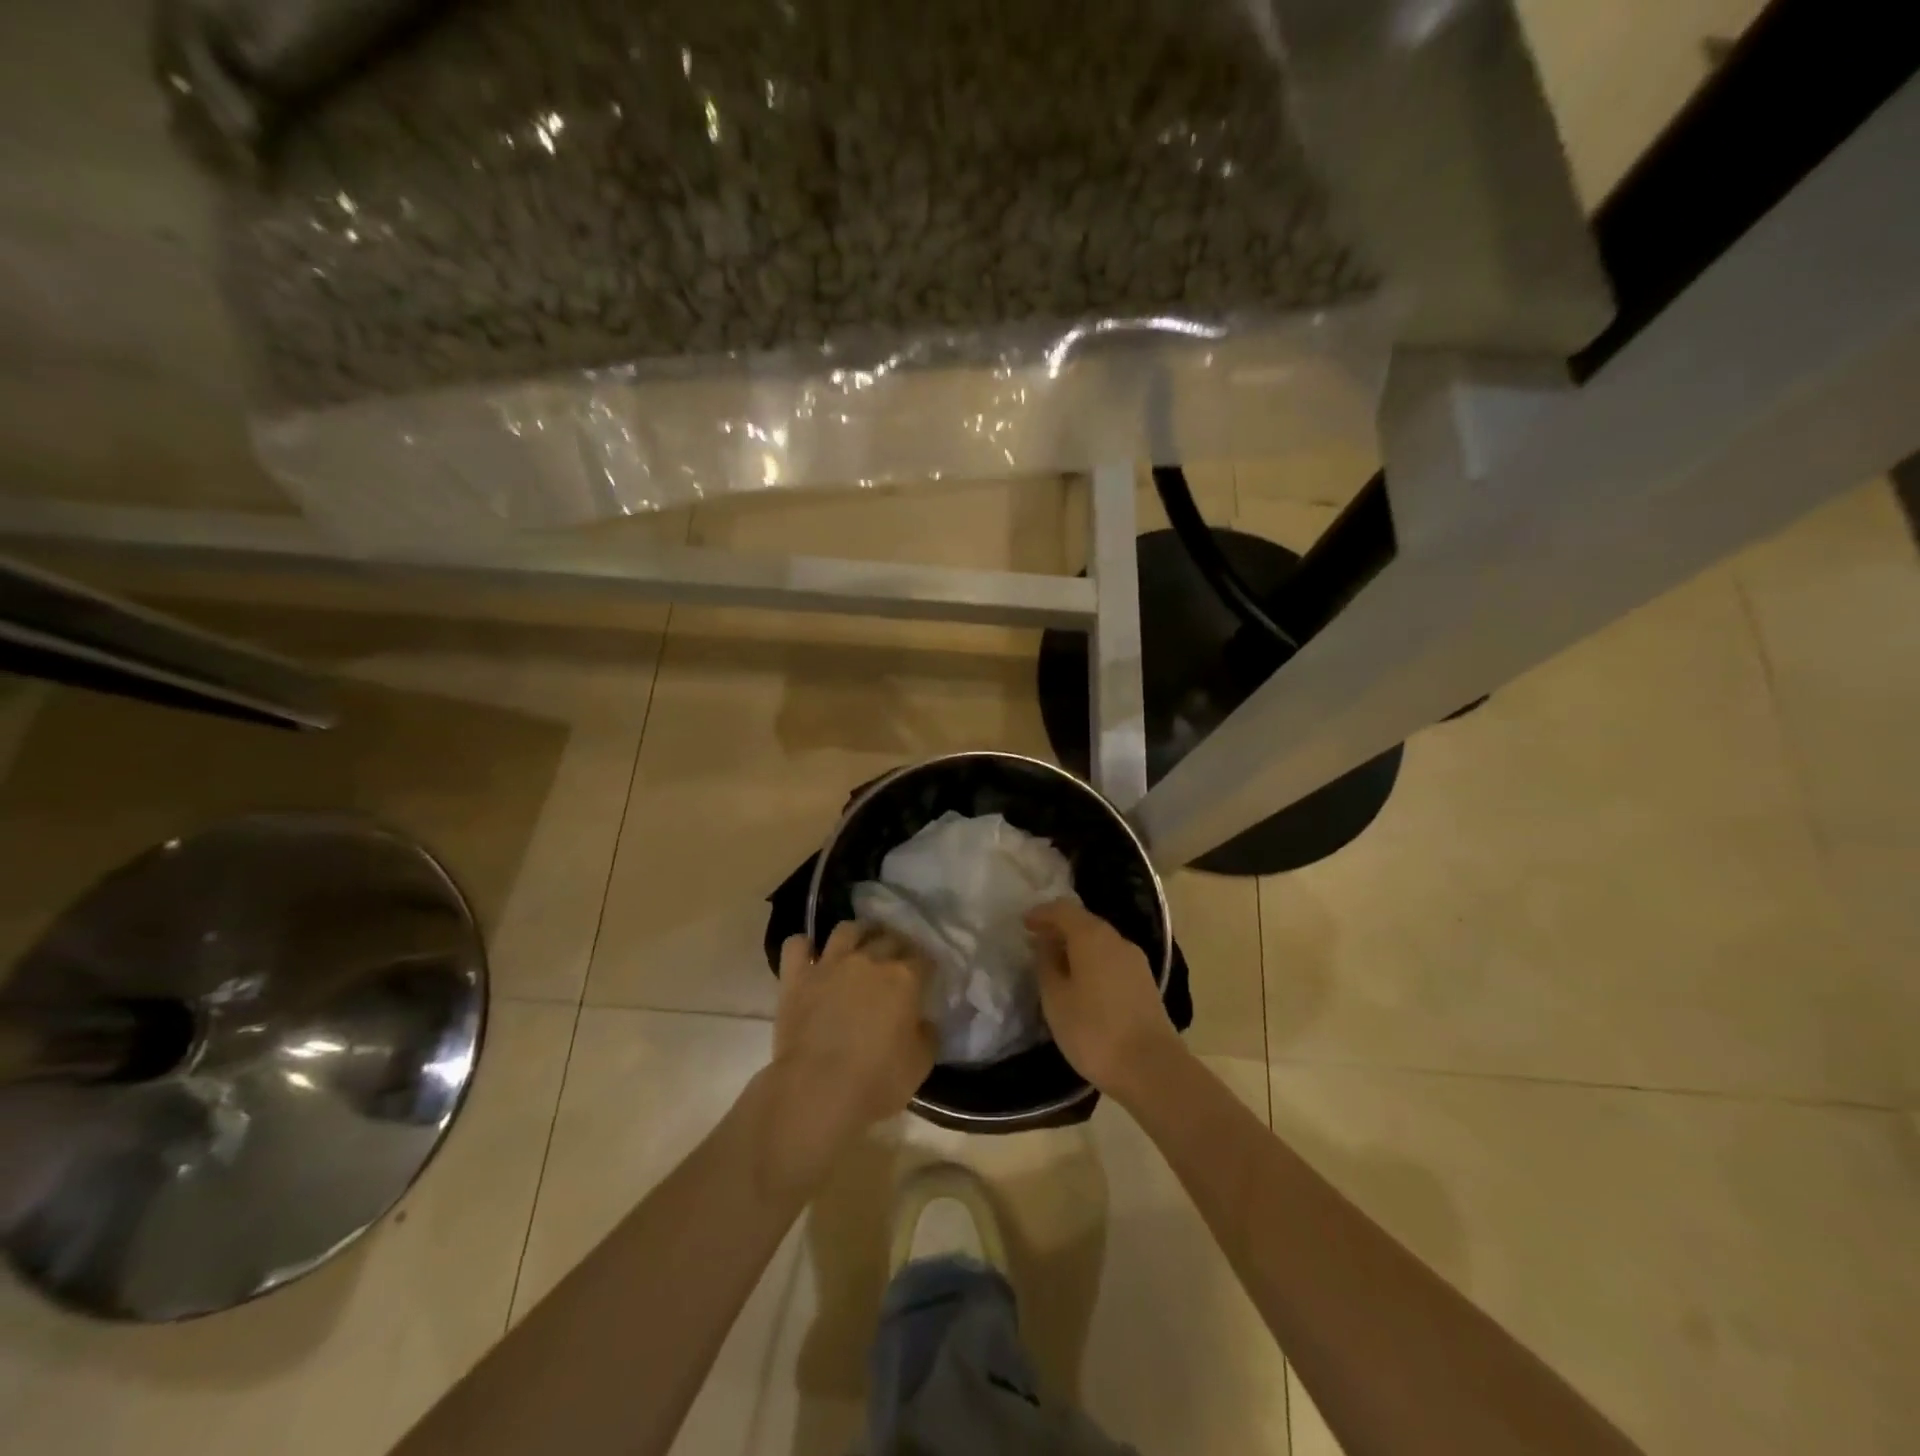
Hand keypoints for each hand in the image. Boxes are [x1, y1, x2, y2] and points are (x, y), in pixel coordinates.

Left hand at [759, 922, 934, 1186]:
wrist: (818, 1091)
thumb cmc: (877, 1081)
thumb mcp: (921, 1063)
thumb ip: (927, 1034)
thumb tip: (923, 1021)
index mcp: (904, 978)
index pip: (924, 958)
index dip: (927, 966)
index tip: (927, 976)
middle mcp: (869, 959)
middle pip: (889, 938)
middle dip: (898, 945)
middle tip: (897, 961)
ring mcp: (830, 964)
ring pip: (847, 929)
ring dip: (858, 933)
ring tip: (860, 944)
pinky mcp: (797, 977)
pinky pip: (796, 945)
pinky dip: (803, 946)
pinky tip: (810, 956)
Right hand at [1027, 900, 1181, 1095]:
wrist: (1151, 1068)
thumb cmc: (1093, 1031)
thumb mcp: (1056, 998)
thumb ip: (1046, 964)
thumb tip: (1045, 942)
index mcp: (1092, 936)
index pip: (1063, 910)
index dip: (1041, 913)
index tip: (1023, 924)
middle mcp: (1117, 940)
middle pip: (1084, 922)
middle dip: (1059, 929)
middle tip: (1037, 943)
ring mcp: (1136, 961)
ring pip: (1100, 941)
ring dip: (1077, 946)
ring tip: (1056, 965)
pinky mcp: (1145, 982)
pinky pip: (1111, 959)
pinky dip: (1092, 961)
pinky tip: (1082, 982)